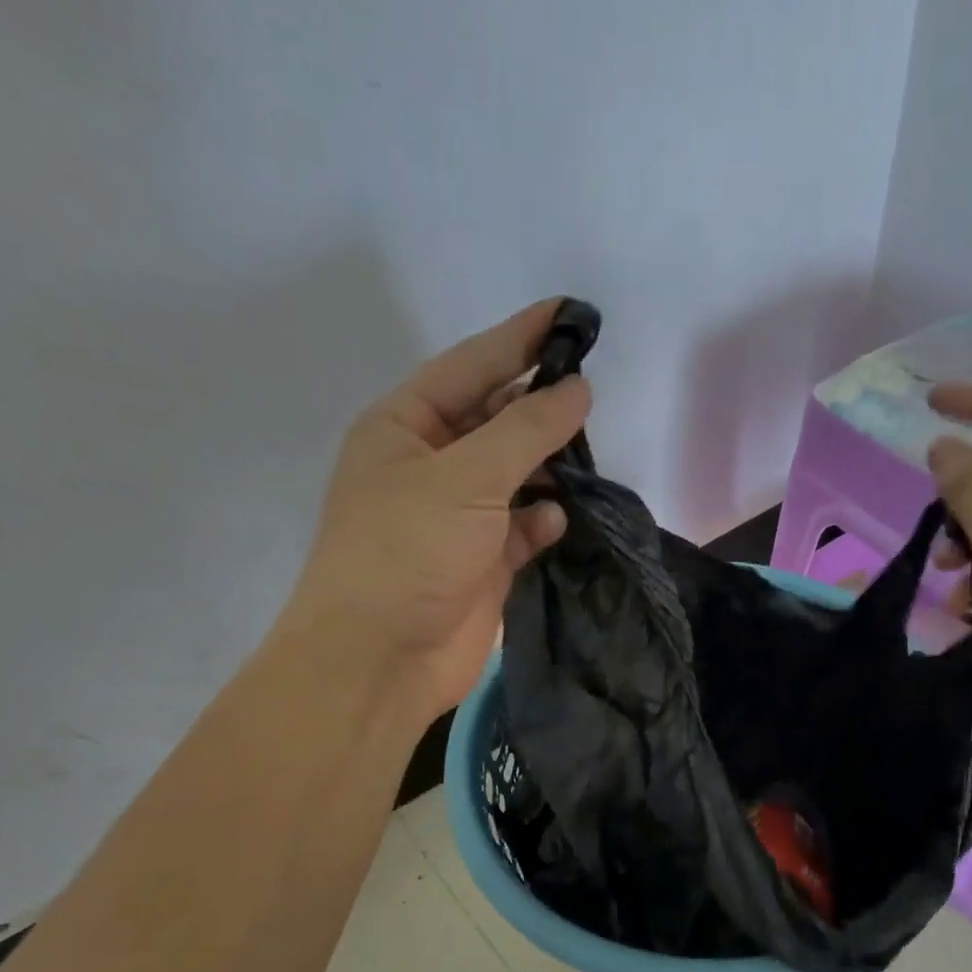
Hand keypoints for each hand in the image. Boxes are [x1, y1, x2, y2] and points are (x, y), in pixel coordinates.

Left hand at [276, 299, 591, 721]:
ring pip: (515, 476)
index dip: (520, 338)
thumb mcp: (466, 477)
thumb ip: (526, 430)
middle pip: (495, 421)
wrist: (380, 658)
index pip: (471, 366)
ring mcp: (457, 518)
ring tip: (589, 456)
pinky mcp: (482, 563)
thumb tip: (577, 390)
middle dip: (539, 407)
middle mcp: (430, 466)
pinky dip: (542, 521)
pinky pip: (522, 527)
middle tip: (591, 392)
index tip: (571, 313)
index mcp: (404, 427)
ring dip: (549, 468)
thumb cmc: (407, 551)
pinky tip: (558, 519)